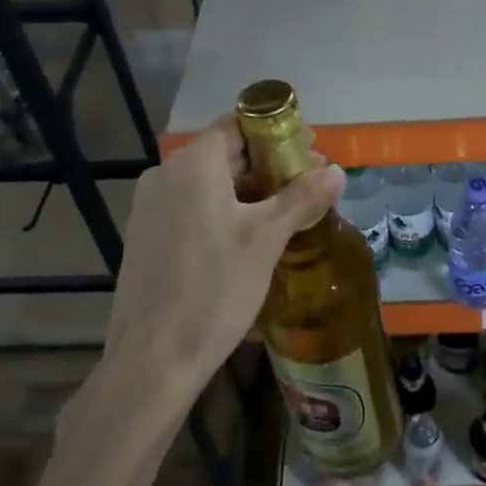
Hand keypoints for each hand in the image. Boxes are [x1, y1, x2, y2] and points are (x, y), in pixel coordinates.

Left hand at [104, 118, 342, 398]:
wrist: (153, 360)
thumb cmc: (214, 288)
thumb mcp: (266, 239)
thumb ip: (302, 197)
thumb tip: (337, 170)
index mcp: (191, 165)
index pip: (238, 125)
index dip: (277, 132)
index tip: (310, 152)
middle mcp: (164, 176)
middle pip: (225, 153)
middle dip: (269, 165)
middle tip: (309, 186)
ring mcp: (151, 208)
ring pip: (210, 184)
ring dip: (250, 191)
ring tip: (288, 213)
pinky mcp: (147, 237)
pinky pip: (194, 208)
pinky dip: (225, 211)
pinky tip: (252, 238)